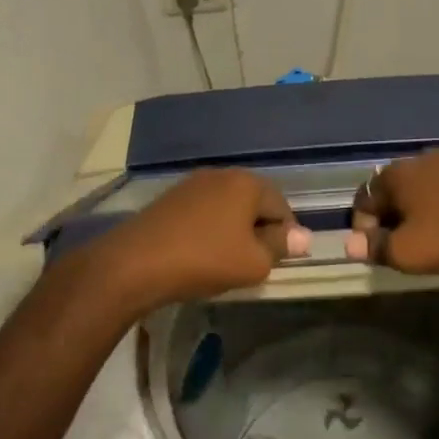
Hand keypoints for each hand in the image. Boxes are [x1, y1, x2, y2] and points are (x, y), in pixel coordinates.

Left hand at [93, 168, 307, 312]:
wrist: (135, 263)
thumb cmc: (205, 259)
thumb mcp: (254, 262)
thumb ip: (281, 247)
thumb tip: (303, 237)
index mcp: (247, 183)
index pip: (282, 206)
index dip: (286, 236)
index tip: (278, 262)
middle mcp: (221, 174)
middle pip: (254, 203)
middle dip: (259, 230)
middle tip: (254, 262)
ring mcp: (192, 184)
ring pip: (227, 207)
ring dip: (234, 230)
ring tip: (227, 261)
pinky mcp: (169, 199)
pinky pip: (203, 212)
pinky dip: (210, 230)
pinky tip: (200, 254)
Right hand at [345, 149, 438, 272]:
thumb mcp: (408, 252)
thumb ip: (375, 247)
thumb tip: (350, 244)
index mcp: (396, 174)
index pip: (363, 199)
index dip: (363, 228)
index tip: (377, 252)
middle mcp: (418, 160)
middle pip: (391, 192)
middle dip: (389, 220)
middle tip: (401, 248)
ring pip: (418, 190)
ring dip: (415, 214)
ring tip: (427, 240)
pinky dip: (438, 208)